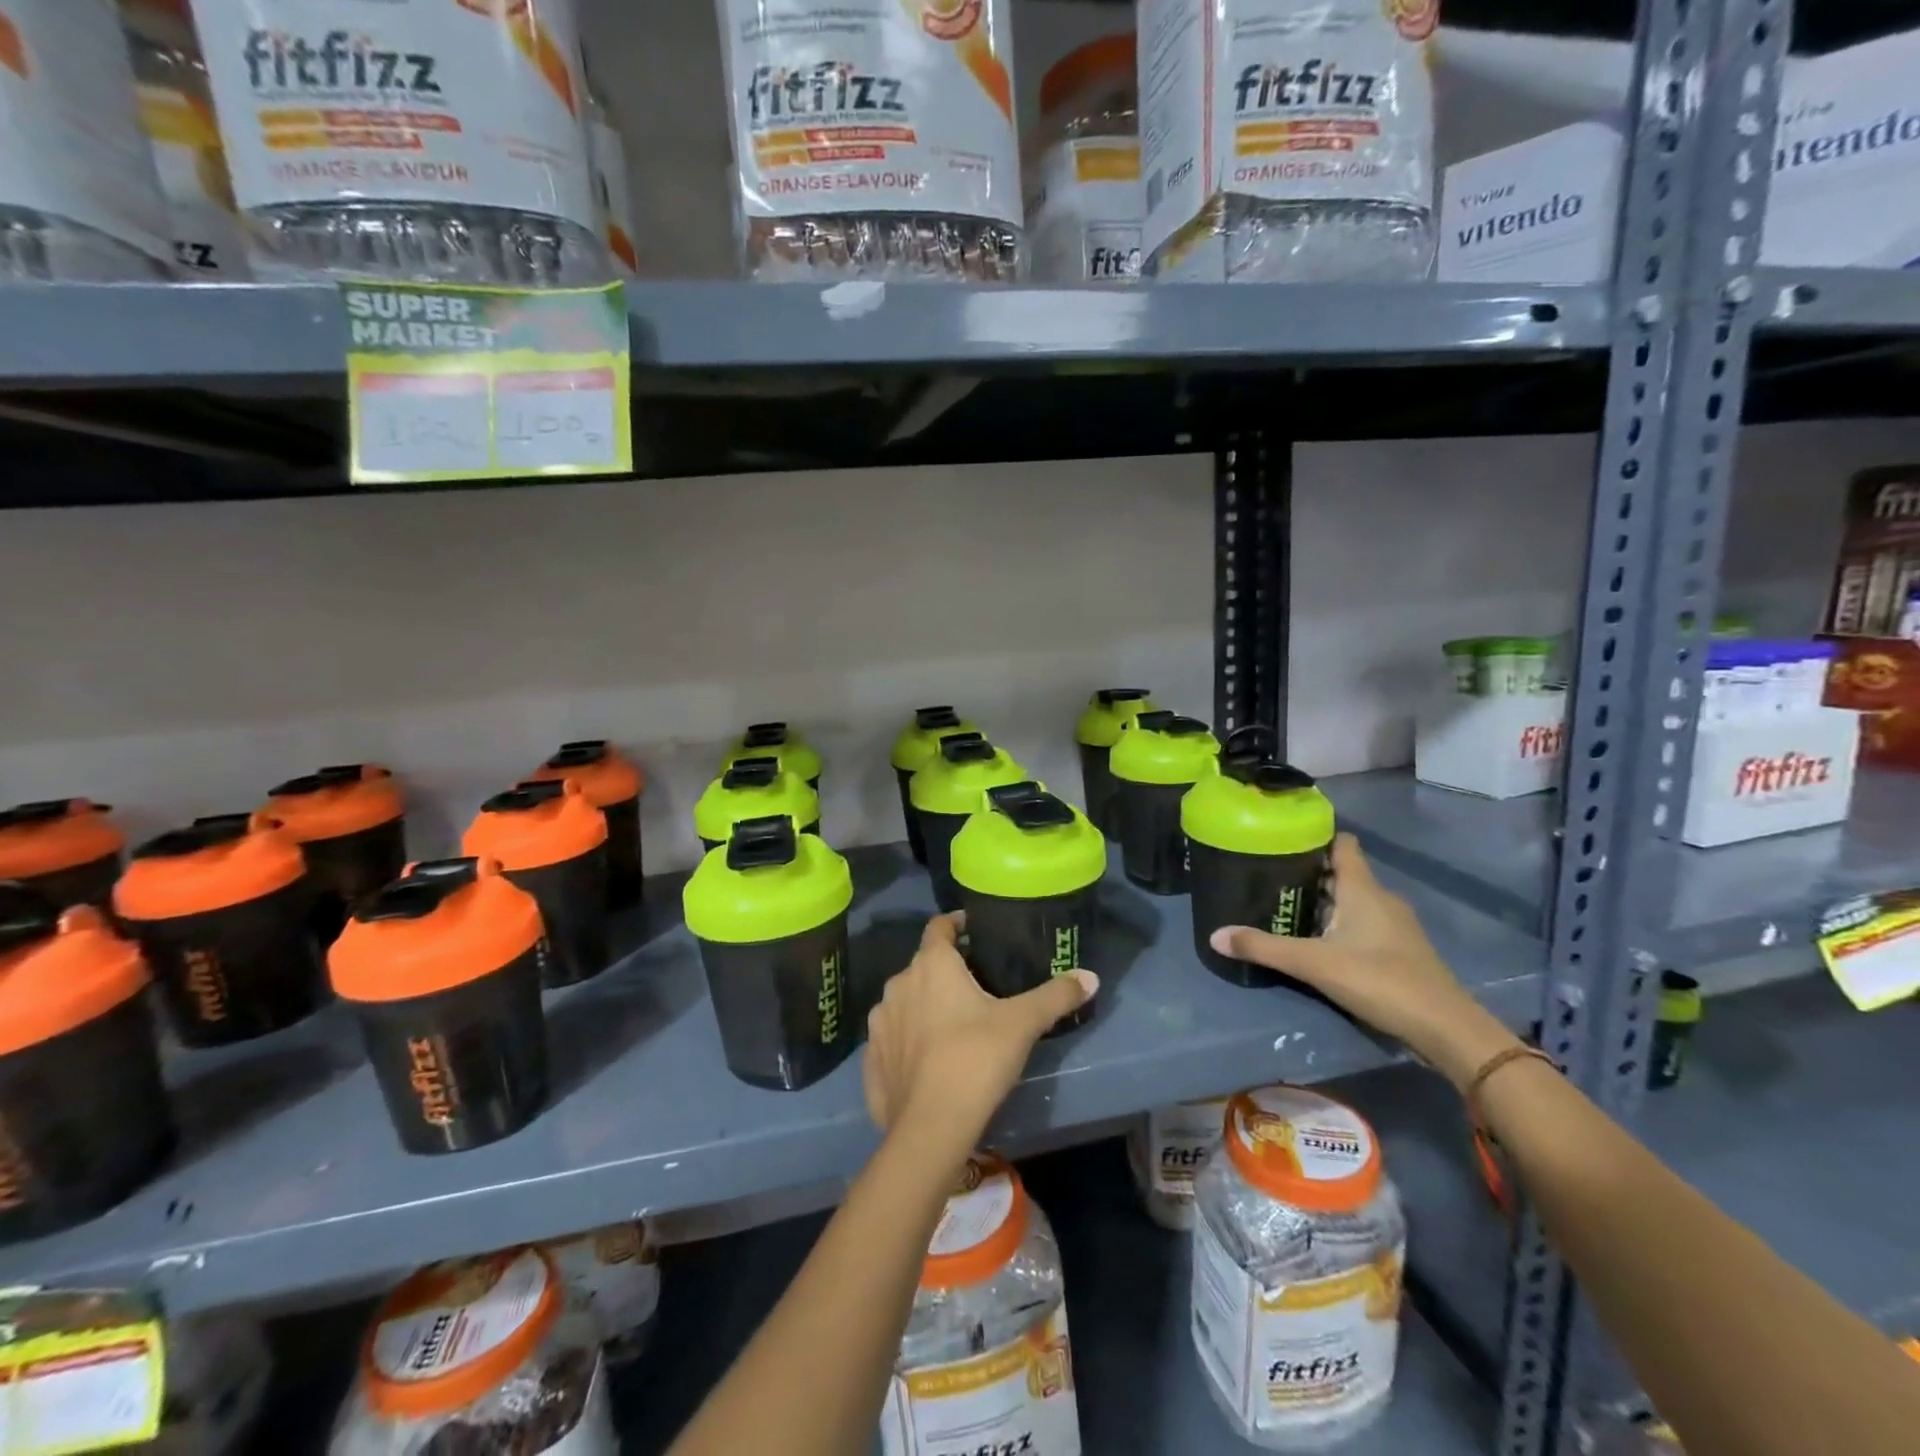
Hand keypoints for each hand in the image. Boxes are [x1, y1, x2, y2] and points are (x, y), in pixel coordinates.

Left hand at [863, 913, 1096, 1146]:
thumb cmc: (976, 1059)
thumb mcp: (1023, 1024)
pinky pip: (892, 1037)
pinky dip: (908, 1039)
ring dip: (925, 1004)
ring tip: (954, 1023)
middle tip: (978, 985)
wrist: (930, 1128)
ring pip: (906, 1000)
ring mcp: (880, 1022)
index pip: (939, 926)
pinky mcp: (871, 1059)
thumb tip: (1090, 976)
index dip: (956, 923)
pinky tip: (928, 1059)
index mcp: (931, 965)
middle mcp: (899, 984)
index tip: (975, 929)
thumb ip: (1055, 996)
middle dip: (947, 970)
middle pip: (924, 965)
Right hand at [1209, 834, 1518, 1088]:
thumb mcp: (1313, 964)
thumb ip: (1264, 947)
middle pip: (1343, 873)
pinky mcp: (1402, 950)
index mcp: (1363, 889)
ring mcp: (1396, 925)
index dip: (1315, 837)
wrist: (1445, 1028)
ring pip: (1354, 900)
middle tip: (1270, 878)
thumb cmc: (1379, 980)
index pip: (1342, 844)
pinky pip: (1365, 923)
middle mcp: (1381, 898)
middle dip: (1309, 873)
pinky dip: (1342, 924)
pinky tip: (1320, 942)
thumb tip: (1214, 935)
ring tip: (1288, 909)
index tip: (1283, 839)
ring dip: (1325, 901)